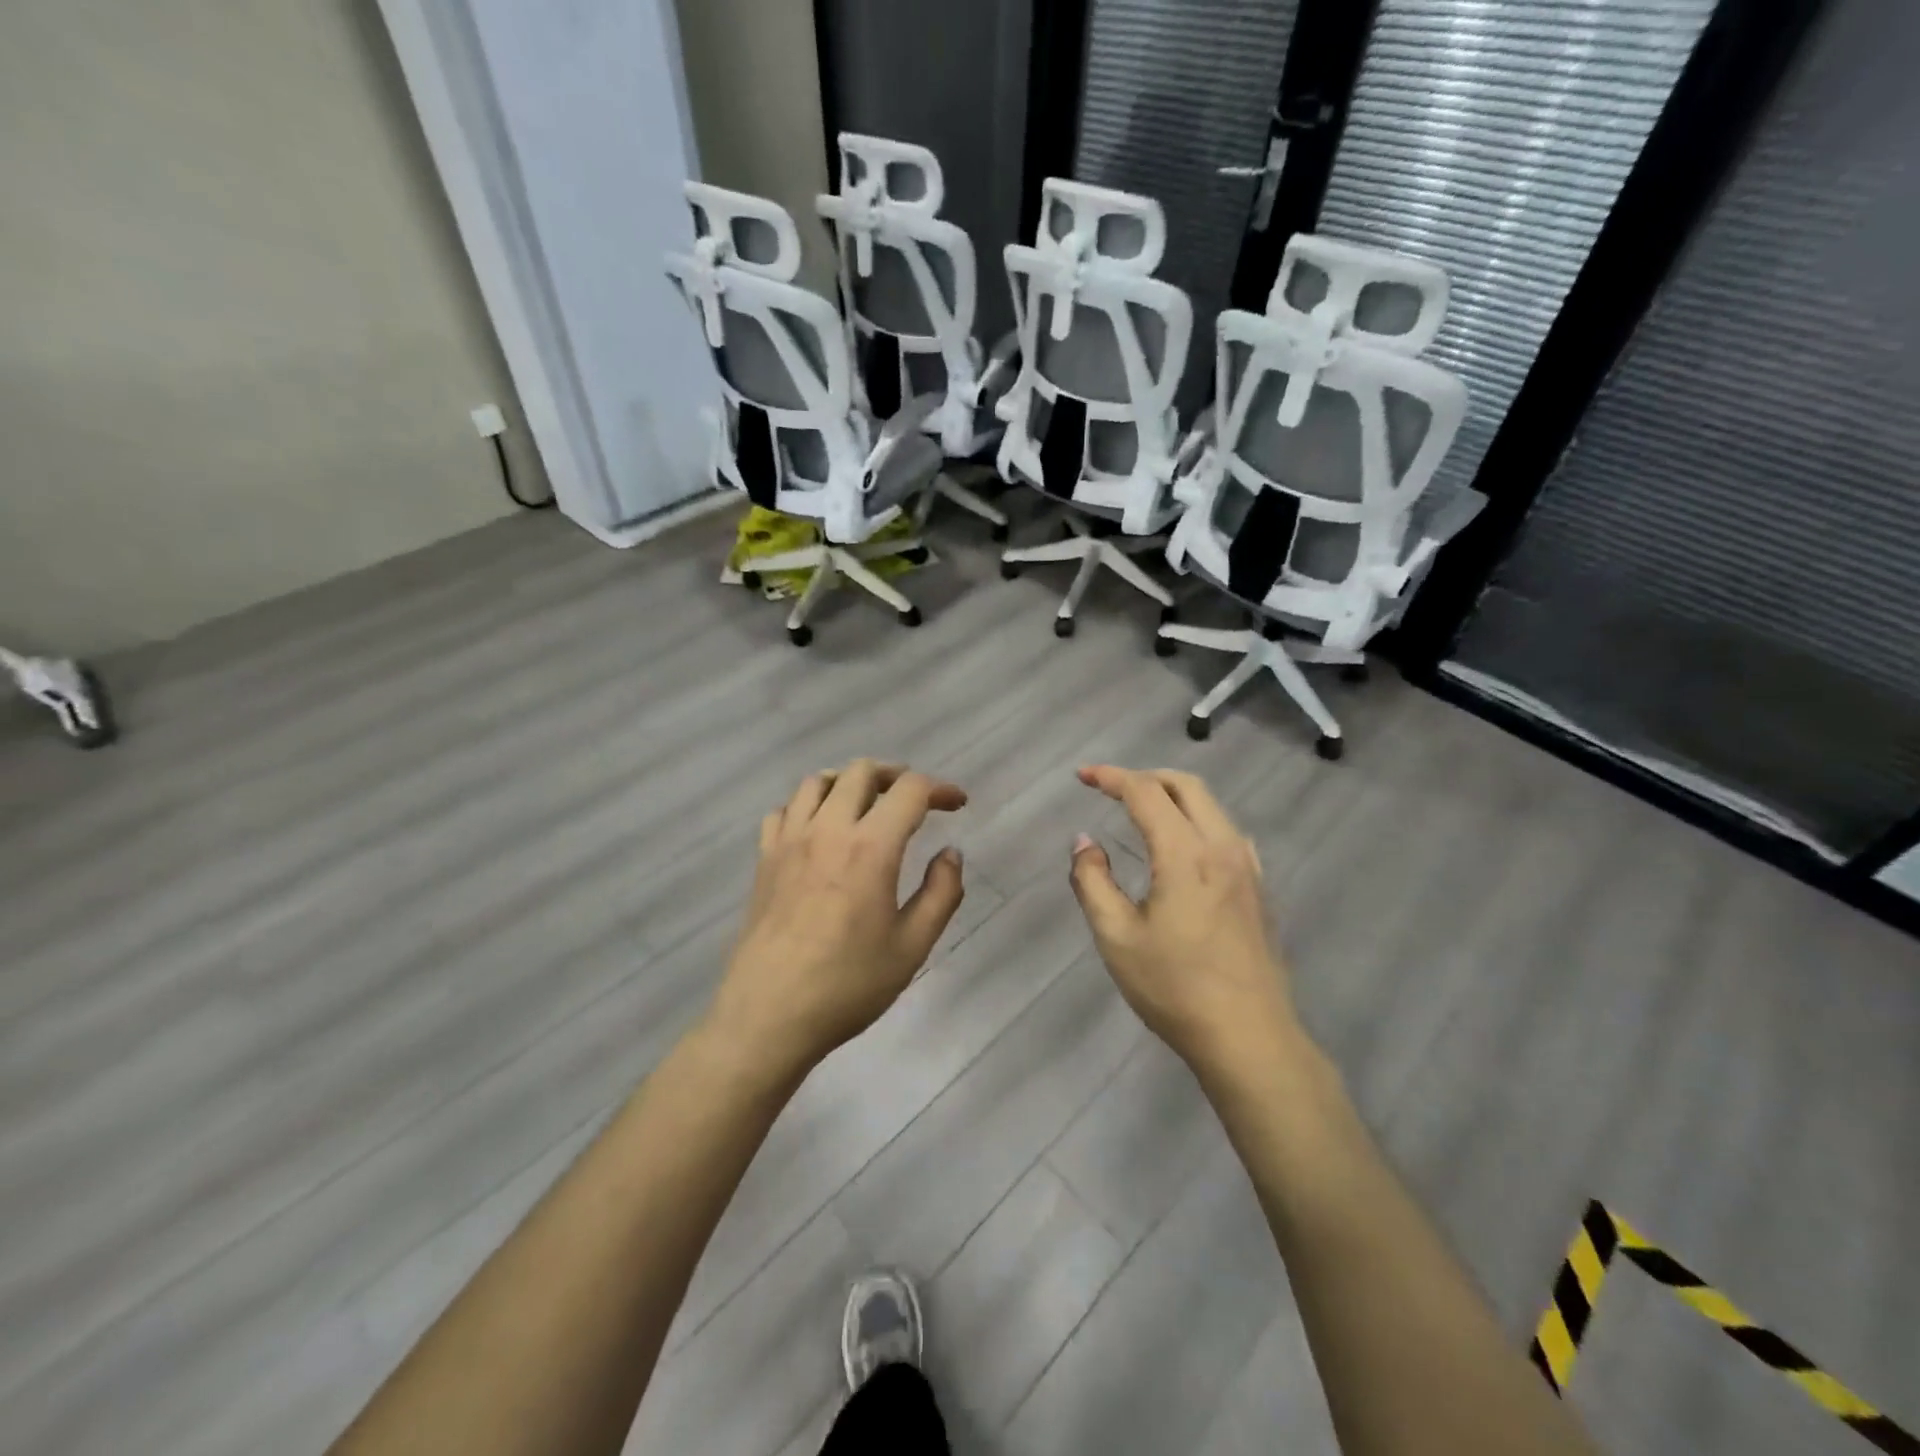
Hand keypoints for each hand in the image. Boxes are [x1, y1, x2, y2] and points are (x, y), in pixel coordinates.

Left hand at [706, 760, 967, 1078]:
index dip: (940, 789)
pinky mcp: (764, 858)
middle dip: (896, 775)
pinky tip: (819, 830)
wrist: (769, 1015)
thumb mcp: (912, 947)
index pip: (910, 790)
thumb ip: (941, 893)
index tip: (957, 804)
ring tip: (867, 805)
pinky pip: (785, 809)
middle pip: (862, 771)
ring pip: (818, 781)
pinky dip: (809, 805)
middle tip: (914, 800)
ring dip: (850, 783)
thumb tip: (951, 854)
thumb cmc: (848, 985)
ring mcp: (790, 841)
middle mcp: (828, 830)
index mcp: (871, 847)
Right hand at [1069, 765, 1300, 1081]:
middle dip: (1145, 776)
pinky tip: (1182, 847)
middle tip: (1110, 788)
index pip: (1145, 793)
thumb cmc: (1175, 988)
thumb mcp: (1116, 937)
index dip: (1111, 777)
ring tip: (1141, 811)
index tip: (1082, 775)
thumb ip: (1093, 881)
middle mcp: (1222, 848)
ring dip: (1173, 796)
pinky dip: (1196, 819)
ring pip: (1211, 806)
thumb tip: (1084, 842)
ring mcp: (1247, 868)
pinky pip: (1226, 831)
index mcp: (1186, 854)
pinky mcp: (1258, 889)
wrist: (1250, 1038)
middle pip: (1186, 786)